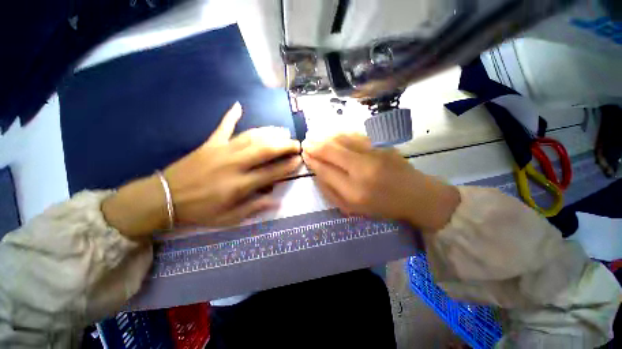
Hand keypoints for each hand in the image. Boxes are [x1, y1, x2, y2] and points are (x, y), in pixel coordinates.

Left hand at [164, 102, 300, 226]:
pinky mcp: (209, 144)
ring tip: (282, 131)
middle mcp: (234, 164)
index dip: (288, 166)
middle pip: (265, 149)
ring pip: (251, 136)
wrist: (164, 198)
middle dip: (284, 145)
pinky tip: (239, 105)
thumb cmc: (199, 211)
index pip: (271, 172)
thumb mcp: (229, 218)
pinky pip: (223, 127)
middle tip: (296, 143)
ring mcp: (222, 150)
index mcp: (240, 184)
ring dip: (269, 132)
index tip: (299, 160)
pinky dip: (231, 116)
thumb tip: (276, 201)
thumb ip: (254, 208)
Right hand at [302, 134, 459, 231]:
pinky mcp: (382, 144)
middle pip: (331, 151)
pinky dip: (340, 133)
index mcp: (354, 191)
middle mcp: (363, 169)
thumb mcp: (351, 208)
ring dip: (325, 136)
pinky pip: (355, 135)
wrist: (416, 195)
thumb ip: (330, 191)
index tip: (304, 154)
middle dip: (315, 145)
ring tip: (315, 136)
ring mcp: (374, 153)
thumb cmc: (381, 206)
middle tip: (306, 142)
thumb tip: (316, 170)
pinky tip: (333, 134)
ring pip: (342, 139)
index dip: (312, 160)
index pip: (325, 170)